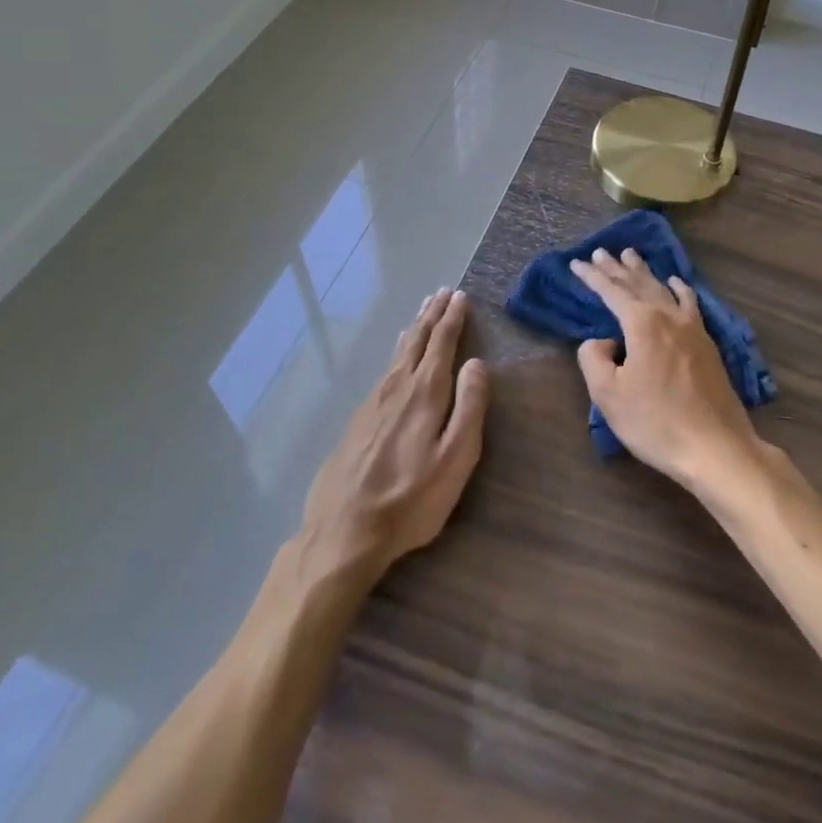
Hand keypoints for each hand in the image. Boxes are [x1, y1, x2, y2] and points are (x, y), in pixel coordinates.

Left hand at [293, 288, 489, 587]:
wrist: (344, 531)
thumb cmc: (410, 499)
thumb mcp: (455, 459)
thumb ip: (469, 407)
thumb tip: (477, 363)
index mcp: (425, 393)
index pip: (442, 344)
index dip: (453, 319)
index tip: (460, 296)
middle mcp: (397, 387)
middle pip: (418, 341)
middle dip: (433, 315)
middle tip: (443, 292)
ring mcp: (374, 401)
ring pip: (399, 353)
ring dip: (415, 328)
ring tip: (423, 312)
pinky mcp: (359, 418)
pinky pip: (385, 369)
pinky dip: (398, 351)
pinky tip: (397, 355)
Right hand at [570, 248, 762, 491]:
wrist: (715, 447)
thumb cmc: (656, 423)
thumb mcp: (609, 395)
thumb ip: (594, 359)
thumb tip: (602, 341)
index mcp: (642, 324)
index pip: (612, 291)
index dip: (592, 276)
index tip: (576, 262)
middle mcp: (668, 316)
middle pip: (638, 283)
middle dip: (617, 267)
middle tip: (601, 251)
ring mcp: (692, 328)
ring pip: (663, 289)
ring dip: (644, 272)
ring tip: (632, 255)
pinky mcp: (707, 343)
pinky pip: (689, 303)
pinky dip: (679, 288)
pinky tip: (676, 282)